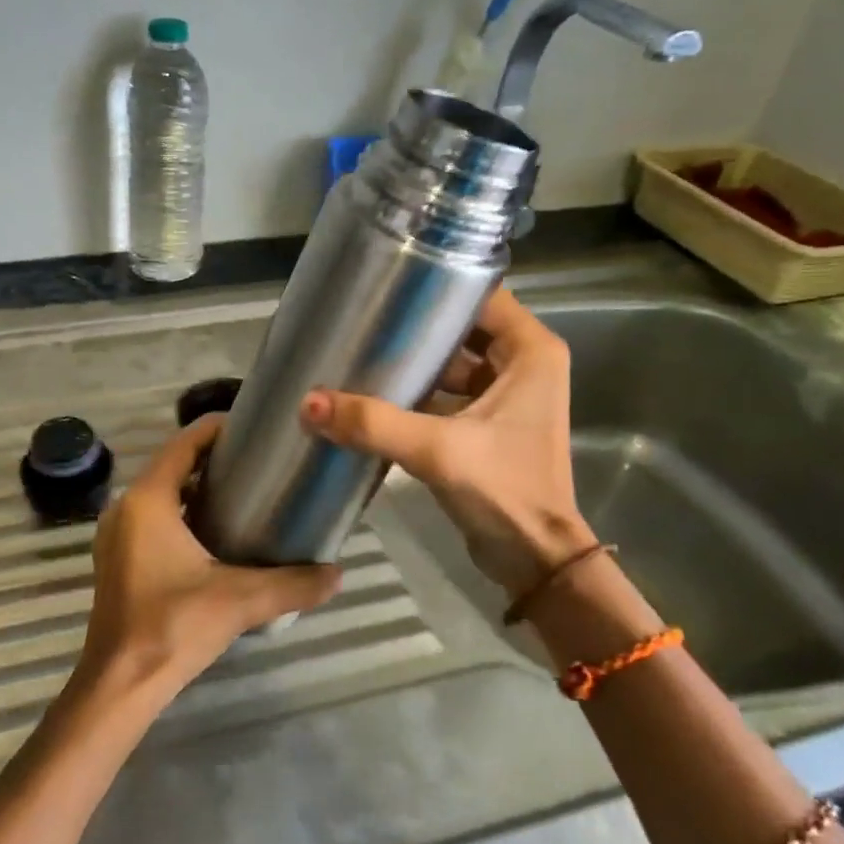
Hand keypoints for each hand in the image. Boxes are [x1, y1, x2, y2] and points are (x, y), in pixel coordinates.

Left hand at [80, 414, 341, 700]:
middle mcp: (126, 508)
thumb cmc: (173, 627)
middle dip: (214, 459)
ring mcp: (117, 535)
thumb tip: (338, 573)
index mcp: (148, 500)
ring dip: (198, 488)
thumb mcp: (240, 600)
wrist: (120, 684)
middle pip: (173, 465)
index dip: (218, 429)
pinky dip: (183, 514)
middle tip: (261, 462)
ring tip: (247, 493)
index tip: (256, 427)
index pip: (184, 443)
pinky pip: (153, 519)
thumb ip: (293, 584)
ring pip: (162, 494)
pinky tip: (218, 534)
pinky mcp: (118, 559)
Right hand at [299, 287, 595, 595]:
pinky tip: (374, 394)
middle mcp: (523, 366)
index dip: (438, 285)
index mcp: (531, 352)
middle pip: (462, 329)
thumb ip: (373, 423)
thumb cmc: (504, 491)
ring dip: (413, 363)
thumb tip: (309, 403)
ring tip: (361, 351)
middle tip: (364, 318)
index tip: (389, 283)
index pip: (482, 296)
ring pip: (451, 364)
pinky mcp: (487, 426)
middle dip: (416, 326)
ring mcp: (506, 397)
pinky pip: (446, 395)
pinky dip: (416, 394)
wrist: (534, 561)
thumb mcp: (437, 450)